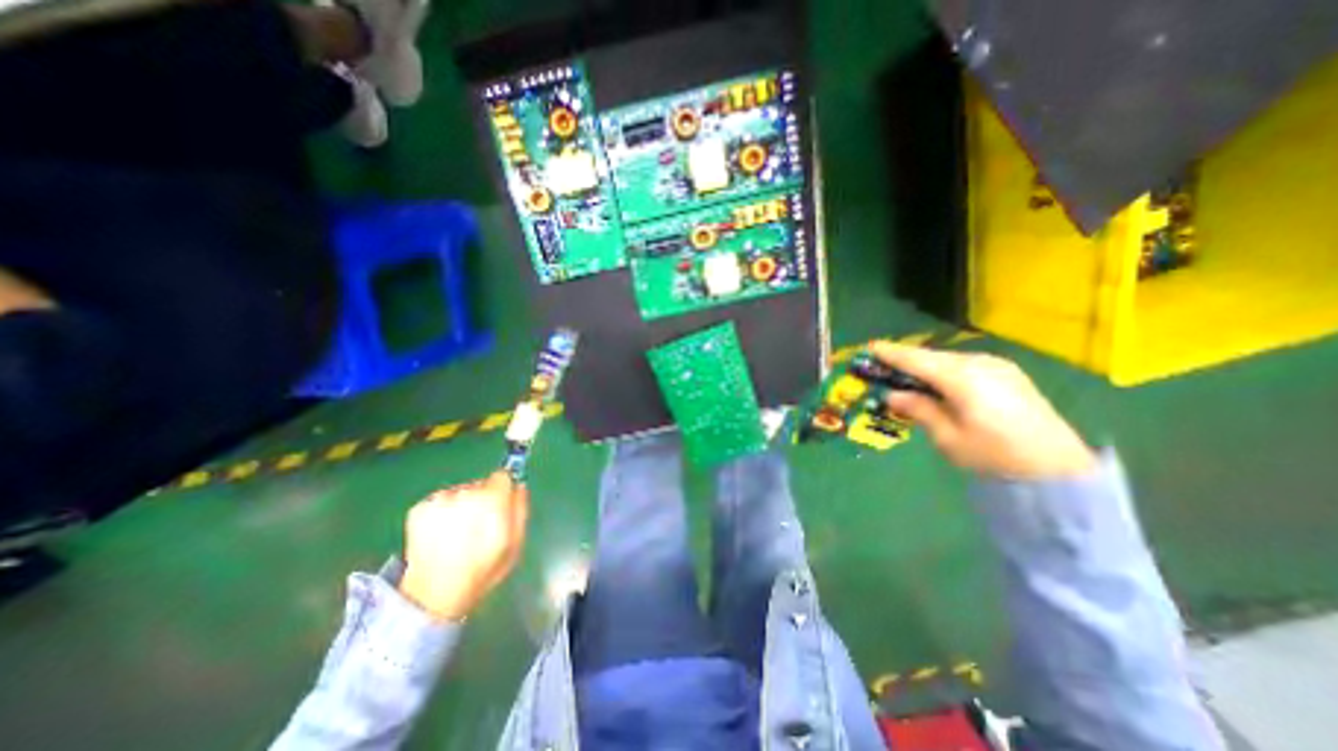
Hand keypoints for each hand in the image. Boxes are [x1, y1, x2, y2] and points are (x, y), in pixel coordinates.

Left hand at [396, 471, 527, 617]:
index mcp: (491, 501)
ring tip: (457, 534)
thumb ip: (520, 510)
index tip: (500, 505)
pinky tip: (440, 535)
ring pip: (459, 493)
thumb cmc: (482, 571)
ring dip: (461, 506)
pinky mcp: (418, 509)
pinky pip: (439, 501)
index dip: (503, 490)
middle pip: (480, 485)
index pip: (502, 476)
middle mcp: (465, 494)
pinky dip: (441, 513)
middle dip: (482, 500)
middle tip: (478, 527)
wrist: (432, 597)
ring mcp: (439, 500)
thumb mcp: (514, 544)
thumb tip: (519, 487)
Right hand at [868, 339, 1096, 478]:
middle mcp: (980, 363)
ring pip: (948, 360)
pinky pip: (965, 365)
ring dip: (925, 365)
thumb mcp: (947, 438)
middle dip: (905, 359)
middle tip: (882, 364)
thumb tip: (892, 395)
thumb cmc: (994, 455)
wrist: (1057, 469)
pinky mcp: (1008, 374)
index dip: (891, 353)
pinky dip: (944, 370)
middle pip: (932, 356)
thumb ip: (918, 410)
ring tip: (906, 375)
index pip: (917, 360)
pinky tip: (938, 383)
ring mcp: (997, 366)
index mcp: (962, 378)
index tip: (869, 347)